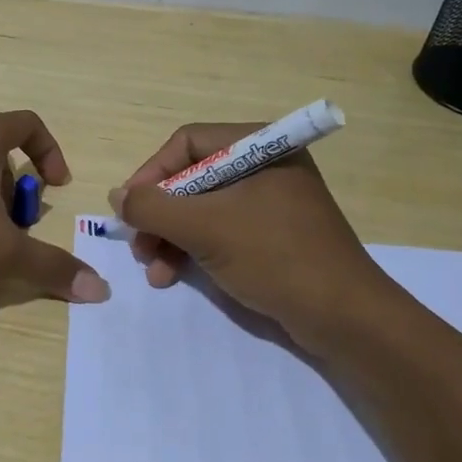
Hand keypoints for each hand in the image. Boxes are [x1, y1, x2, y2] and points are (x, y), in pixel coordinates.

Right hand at [109, 123, 386, 344]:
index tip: (129, 210)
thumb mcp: (205, 228)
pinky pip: (219, 231)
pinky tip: (173, 275)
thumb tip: (116, 196)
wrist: (344, 318)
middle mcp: (263, 166)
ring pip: (201, 209)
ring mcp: (269, 202)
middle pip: (190, 178)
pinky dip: (192, 250)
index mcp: (258, 147)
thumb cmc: (275, 257)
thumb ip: (153, 207)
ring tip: (153, 270)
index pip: (186, 144)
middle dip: (159, 215)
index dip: (151, 174)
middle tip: (139, 246)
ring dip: (169, 237)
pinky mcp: (271, 235)